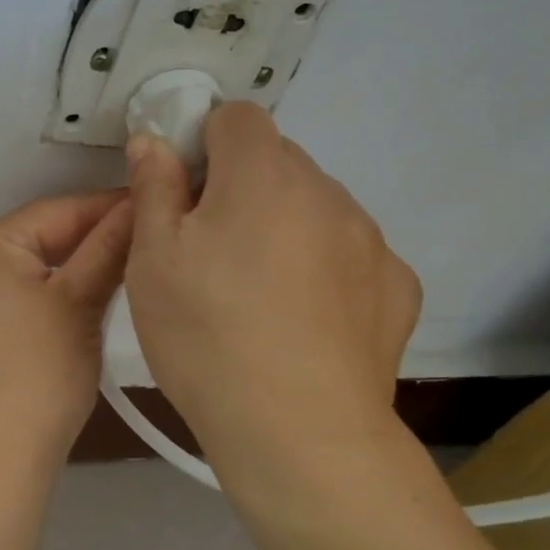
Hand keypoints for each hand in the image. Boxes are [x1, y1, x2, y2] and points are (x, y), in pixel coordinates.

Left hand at [0, 190, 134, 469]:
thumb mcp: (80, 302)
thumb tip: (140, 202)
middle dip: (96, 236)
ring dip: (78, 264)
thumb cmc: (38, 371)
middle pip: (42, 234)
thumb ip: (109, 247)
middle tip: (151, 236)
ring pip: (34, 264)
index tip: (158, 204)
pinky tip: (91, 295)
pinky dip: (55, 289)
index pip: (58, 209)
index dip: (111, 206)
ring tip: (131, 263)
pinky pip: (20, 290)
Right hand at [123, 103, 421, 478]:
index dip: (205, 144)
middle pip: (277, 161)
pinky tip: (305, 321)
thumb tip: (153, 140)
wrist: (298, 432)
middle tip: (212, 251)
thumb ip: (154, 186)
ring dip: (286, 226)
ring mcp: (370, 238)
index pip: (237, 117)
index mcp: (262, 173)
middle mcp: (326, 190)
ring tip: (259, 294)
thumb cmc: (206, 333)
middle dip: (242, 187)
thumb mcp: (152, 258)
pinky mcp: (397, 285)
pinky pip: (350, 254)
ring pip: (315, 207)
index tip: (187, 195)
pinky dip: (326, 268)